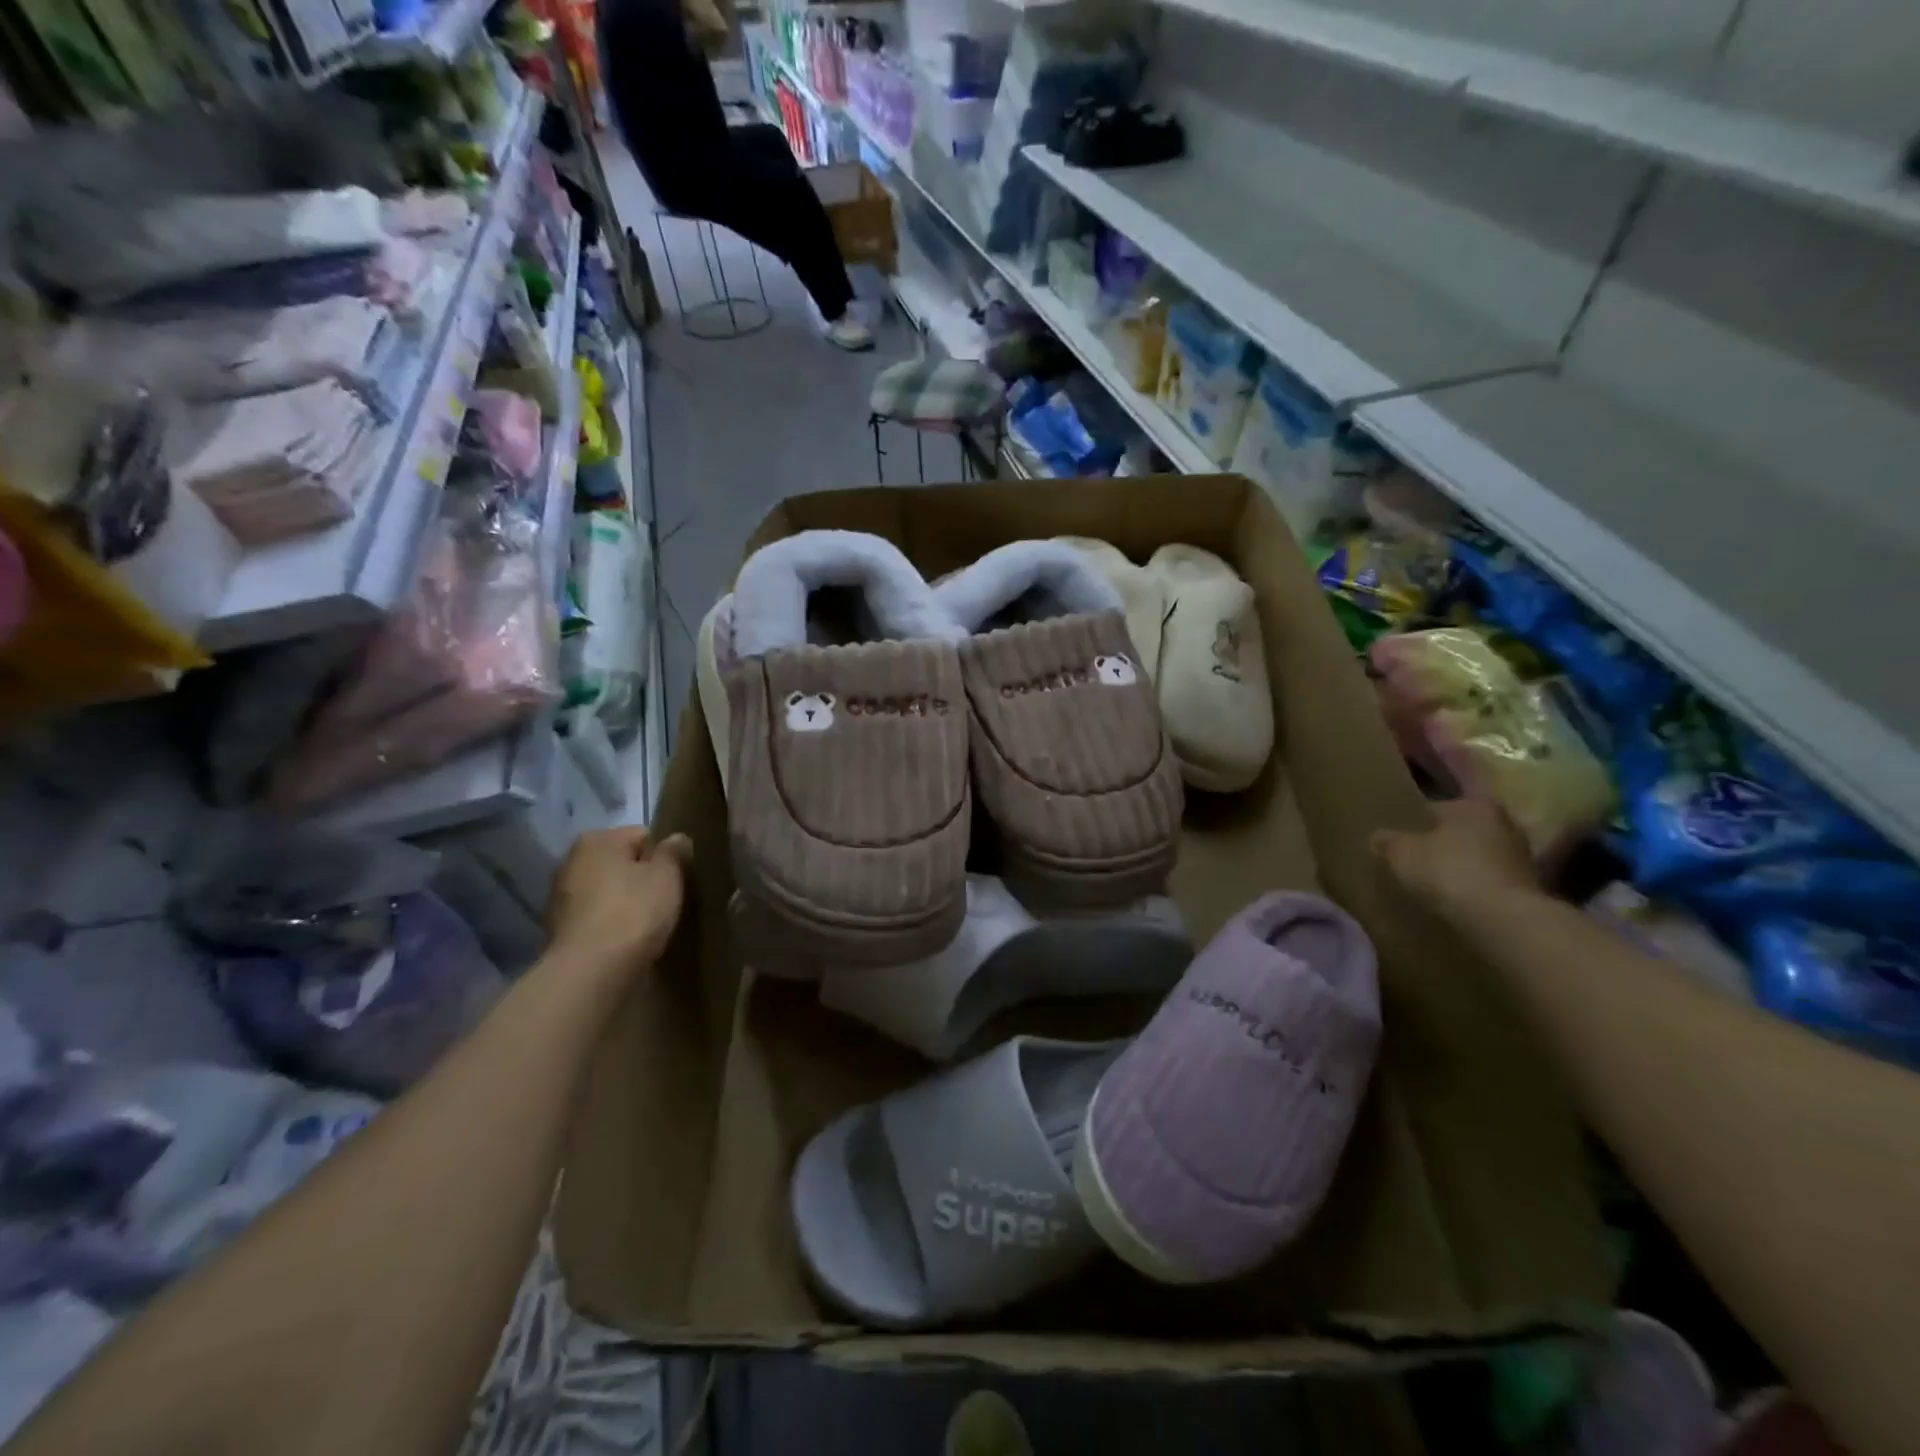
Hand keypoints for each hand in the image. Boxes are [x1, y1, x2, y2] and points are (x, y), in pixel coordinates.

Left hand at [547, 828, 690, 976]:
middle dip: (643, 877)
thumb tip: (676, 838)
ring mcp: (560, 897)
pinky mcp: (558, 930)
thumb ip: (674, 852)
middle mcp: (570, 861)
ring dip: (626, 901)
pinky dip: (611, 923)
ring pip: (608, 891)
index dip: (665, 856)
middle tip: (667, 900)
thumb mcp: (667, 876)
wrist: (589, 973)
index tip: (678, 878)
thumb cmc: (633, 913)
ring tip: (648, 924)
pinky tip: (627, 940)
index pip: (643, 836)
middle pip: (622, 863)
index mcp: (596, 840)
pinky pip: (596, 917)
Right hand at [1372, 798, 1538, 918]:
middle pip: (1458, 833)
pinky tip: (1454, 903)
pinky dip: (1473, 889)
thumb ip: (1386, 841)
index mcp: (1473, 805)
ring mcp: (1521, 857)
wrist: (1503, 921)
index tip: (1396, 843)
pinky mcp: (1529, 889)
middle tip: (1412, 863)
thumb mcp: (1400, 854)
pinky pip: (1488, 882)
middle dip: (1439, 846)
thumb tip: (1378, 838)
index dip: (1411, 826)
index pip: (1433, 809)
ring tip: (1431, 886)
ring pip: (1476, 858)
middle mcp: (1503, 823)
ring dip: (1458, 869)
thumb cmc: (1448, 872)